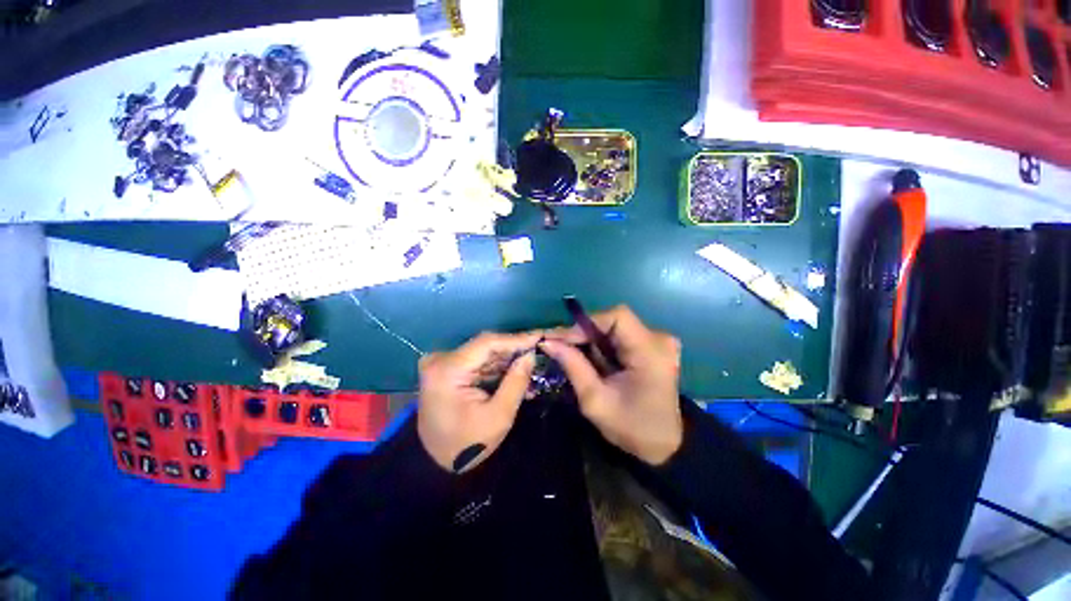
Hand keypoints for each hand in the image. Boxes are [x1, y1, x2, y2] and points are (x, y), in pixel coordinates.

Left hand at [417, 331, 540, 472]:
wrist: (435, 464)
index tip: (540, 337)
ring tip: (532, 365)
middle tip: (539, 352)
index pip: (487, 343)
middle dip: (514, 350)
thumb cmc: (466, 445)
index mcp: (448, 369)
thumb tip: (531, 355)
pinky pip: (478, 362)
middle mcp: (441, 359)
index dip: (516, 339)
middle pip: (485, 346)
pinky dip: (497, 367)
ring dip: (508, 359)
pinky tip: (516, 373)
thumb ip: (516, 382)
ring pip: (484, 353)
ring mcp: (442, 363)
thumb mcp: (498, 416)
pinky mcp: (447, 369)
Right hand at [541, 305, 682, 465]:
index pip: (617, 317)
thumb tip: (548, 342)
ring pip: (615, 327)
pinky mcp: (653, 346)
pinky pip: (620, 336)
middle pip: (614, 320)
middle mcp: (658, 339)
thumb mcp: (595, 400)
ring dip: (591, 339)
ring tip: (570, 353)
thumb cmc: (631, 428)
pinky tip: (591, 359)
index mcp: (650, 352)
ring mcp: (658, 342)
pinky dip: (602, 345)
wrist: (663, 445)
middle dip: (584, 332)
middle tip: (559, 346)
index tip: (563, 339)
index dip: (587, 323)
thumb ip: (573, 366)